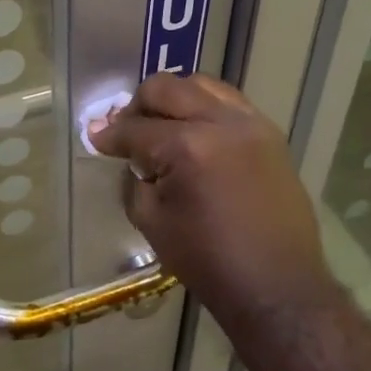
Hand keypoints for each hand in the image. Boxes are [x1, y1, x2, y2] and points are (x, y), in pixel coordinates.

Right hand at [88, 73, 341, 327]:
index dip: (109, 135)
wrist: (276, 285)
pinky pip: (230, 102)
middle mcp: (221, 123)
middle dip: (137, 105)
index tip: (95, 137)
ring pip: (201, 85)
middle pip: (166, 89)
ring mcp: (251, 124)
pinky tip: (196, 131)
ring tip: (162, 125)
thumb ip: (134, 180)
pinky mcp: (270, 134)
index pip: (135, 129)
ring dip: (174, 99)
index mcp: (187, 147)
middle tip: (126, 129)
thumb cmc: (208, 261)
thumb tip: (129, 156)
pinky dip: (205, 107)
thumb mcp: (153, 223)